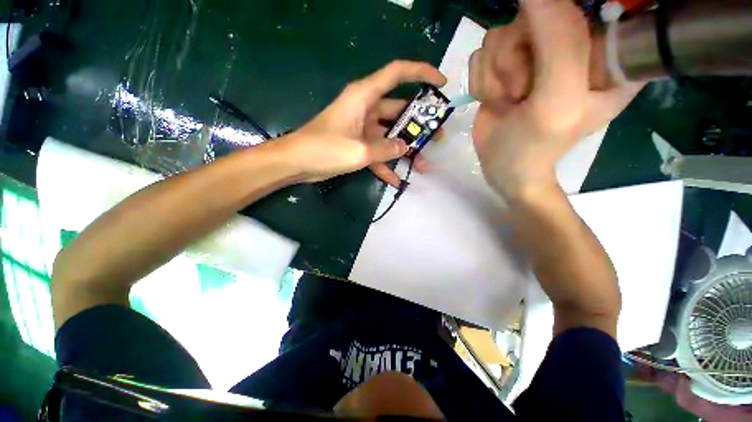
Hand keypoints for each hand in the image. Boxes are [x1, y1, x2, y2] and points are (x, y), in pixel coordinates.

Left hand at [278, 60, 445, 185]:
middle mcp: (366, 104)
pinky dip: (386, 161)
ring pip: (391, 129)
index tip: (443, 84)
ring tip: (426, 162)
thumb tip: (405, 147)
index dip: (423, 72)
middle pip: (401, 106)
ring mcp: (361, 122)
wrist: (293, 162)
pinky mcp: (355, 138)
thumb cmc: (323, 148)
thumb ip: (387, 148)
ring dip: (407, 145)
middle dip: (422, 121)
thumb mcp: (359, 151)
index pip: (399, 72)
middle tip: (440, 135)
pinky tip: (398, 179)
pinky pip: (377, 146)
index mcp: (366, 94)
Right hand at [468, 7, 641, 136]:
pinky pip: (489, 41)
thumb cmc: (540, 147)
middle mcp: (578, 50)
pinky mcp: (515, 52)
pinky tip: (498, 95)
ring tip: (511, 100)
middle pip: (541, 15)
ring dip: (499, 67)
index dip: (568, 26)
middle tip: (524, 91)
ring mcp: (544, 48)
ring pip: (507, 28)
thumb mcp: (560, 101)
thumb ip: (559, 45)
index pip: (602, 22)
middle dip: (518, 53)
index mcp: (607, 66)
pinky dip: (486, 71)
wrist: (505, 167)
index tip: (554, 58)